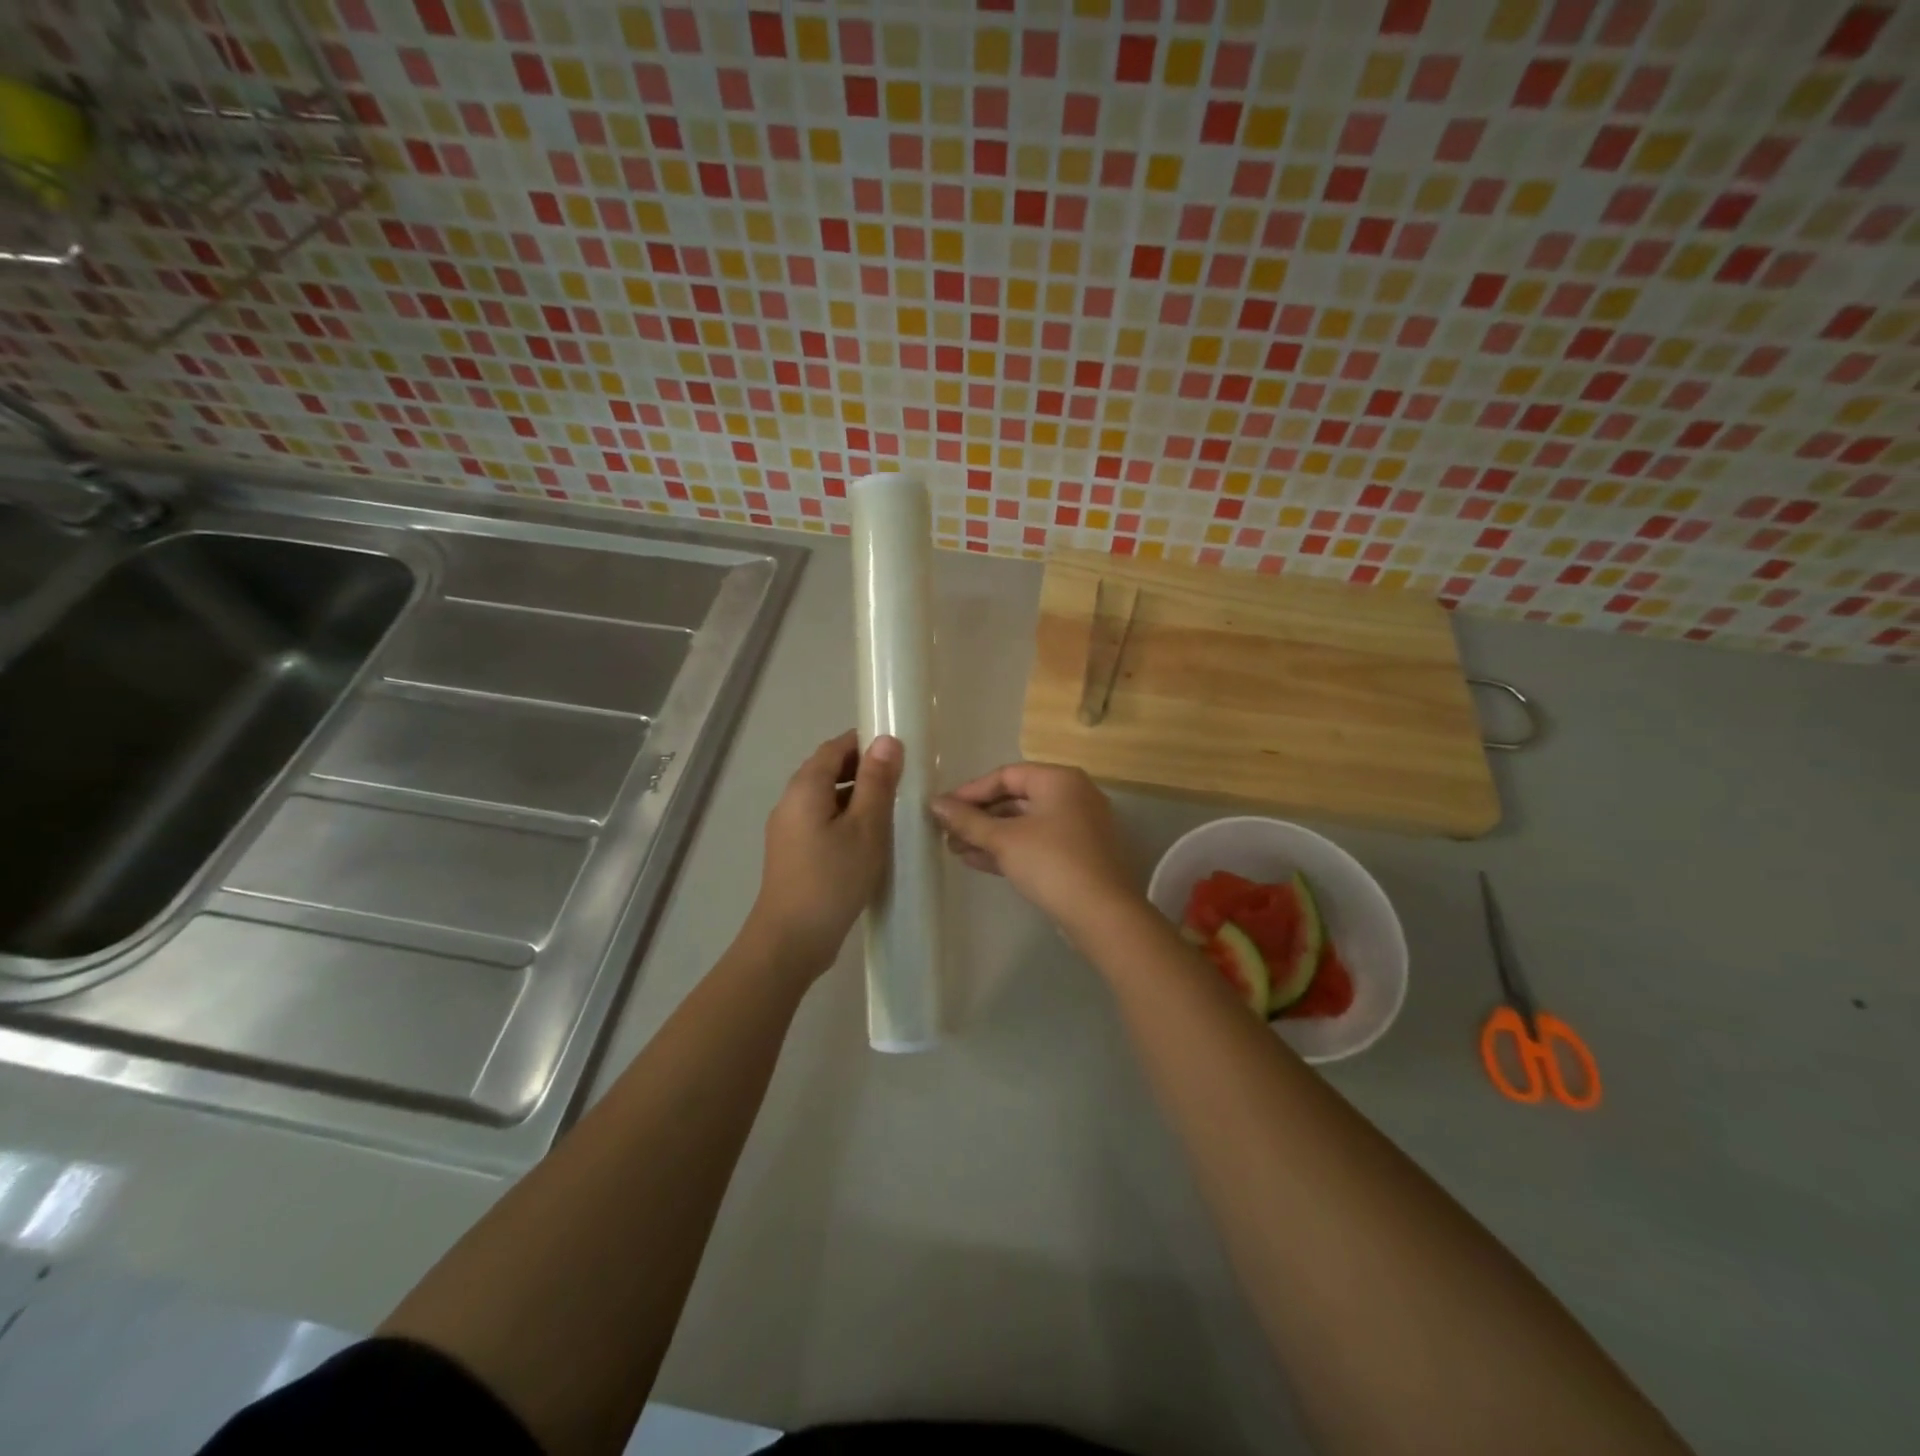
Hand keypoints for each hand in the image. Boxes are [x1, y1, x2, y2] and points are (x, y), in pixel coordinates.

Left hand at [746, 730, 902, 977]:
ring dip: (857, 797)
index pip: (834, 747)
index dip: (865, 743)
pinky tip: (870, 840)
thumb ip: (877, 782)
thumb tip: (887, 740)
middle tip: (902, 782)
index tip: (899, 751)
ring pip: (826, 798)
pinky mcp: (794, 853)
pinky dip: (846, 819)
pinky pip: (822, 821)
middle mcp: (791, 801)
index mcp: (805, 787)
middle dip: (864, 770)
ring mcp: (789, 829)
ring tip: (892, 811)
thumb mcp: (866, 827)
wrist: (791, 940)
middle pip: (828, 770)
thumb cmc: (832, 878)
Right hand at [931, 763, 1143, 936]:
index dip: (970, 791)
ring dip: (989, 835)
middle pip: (1015, 798)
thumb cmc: (1051, 863)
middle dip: (978, 817)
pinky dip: (1008, 849)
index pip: (1006, 775)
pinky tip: (975, 860)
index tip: (941, 809)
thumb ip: (968, 820)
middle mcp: (1072, 796)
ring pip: (1024, 824)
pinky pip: (1036, 843)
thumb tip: (935, 803)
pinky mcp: (1077, 854)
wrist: (1102, 915)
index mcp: (1059, 780)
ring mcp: (1077, 827)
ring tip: (954, 849)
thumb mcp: (1004, 839)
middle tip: (945, 832)